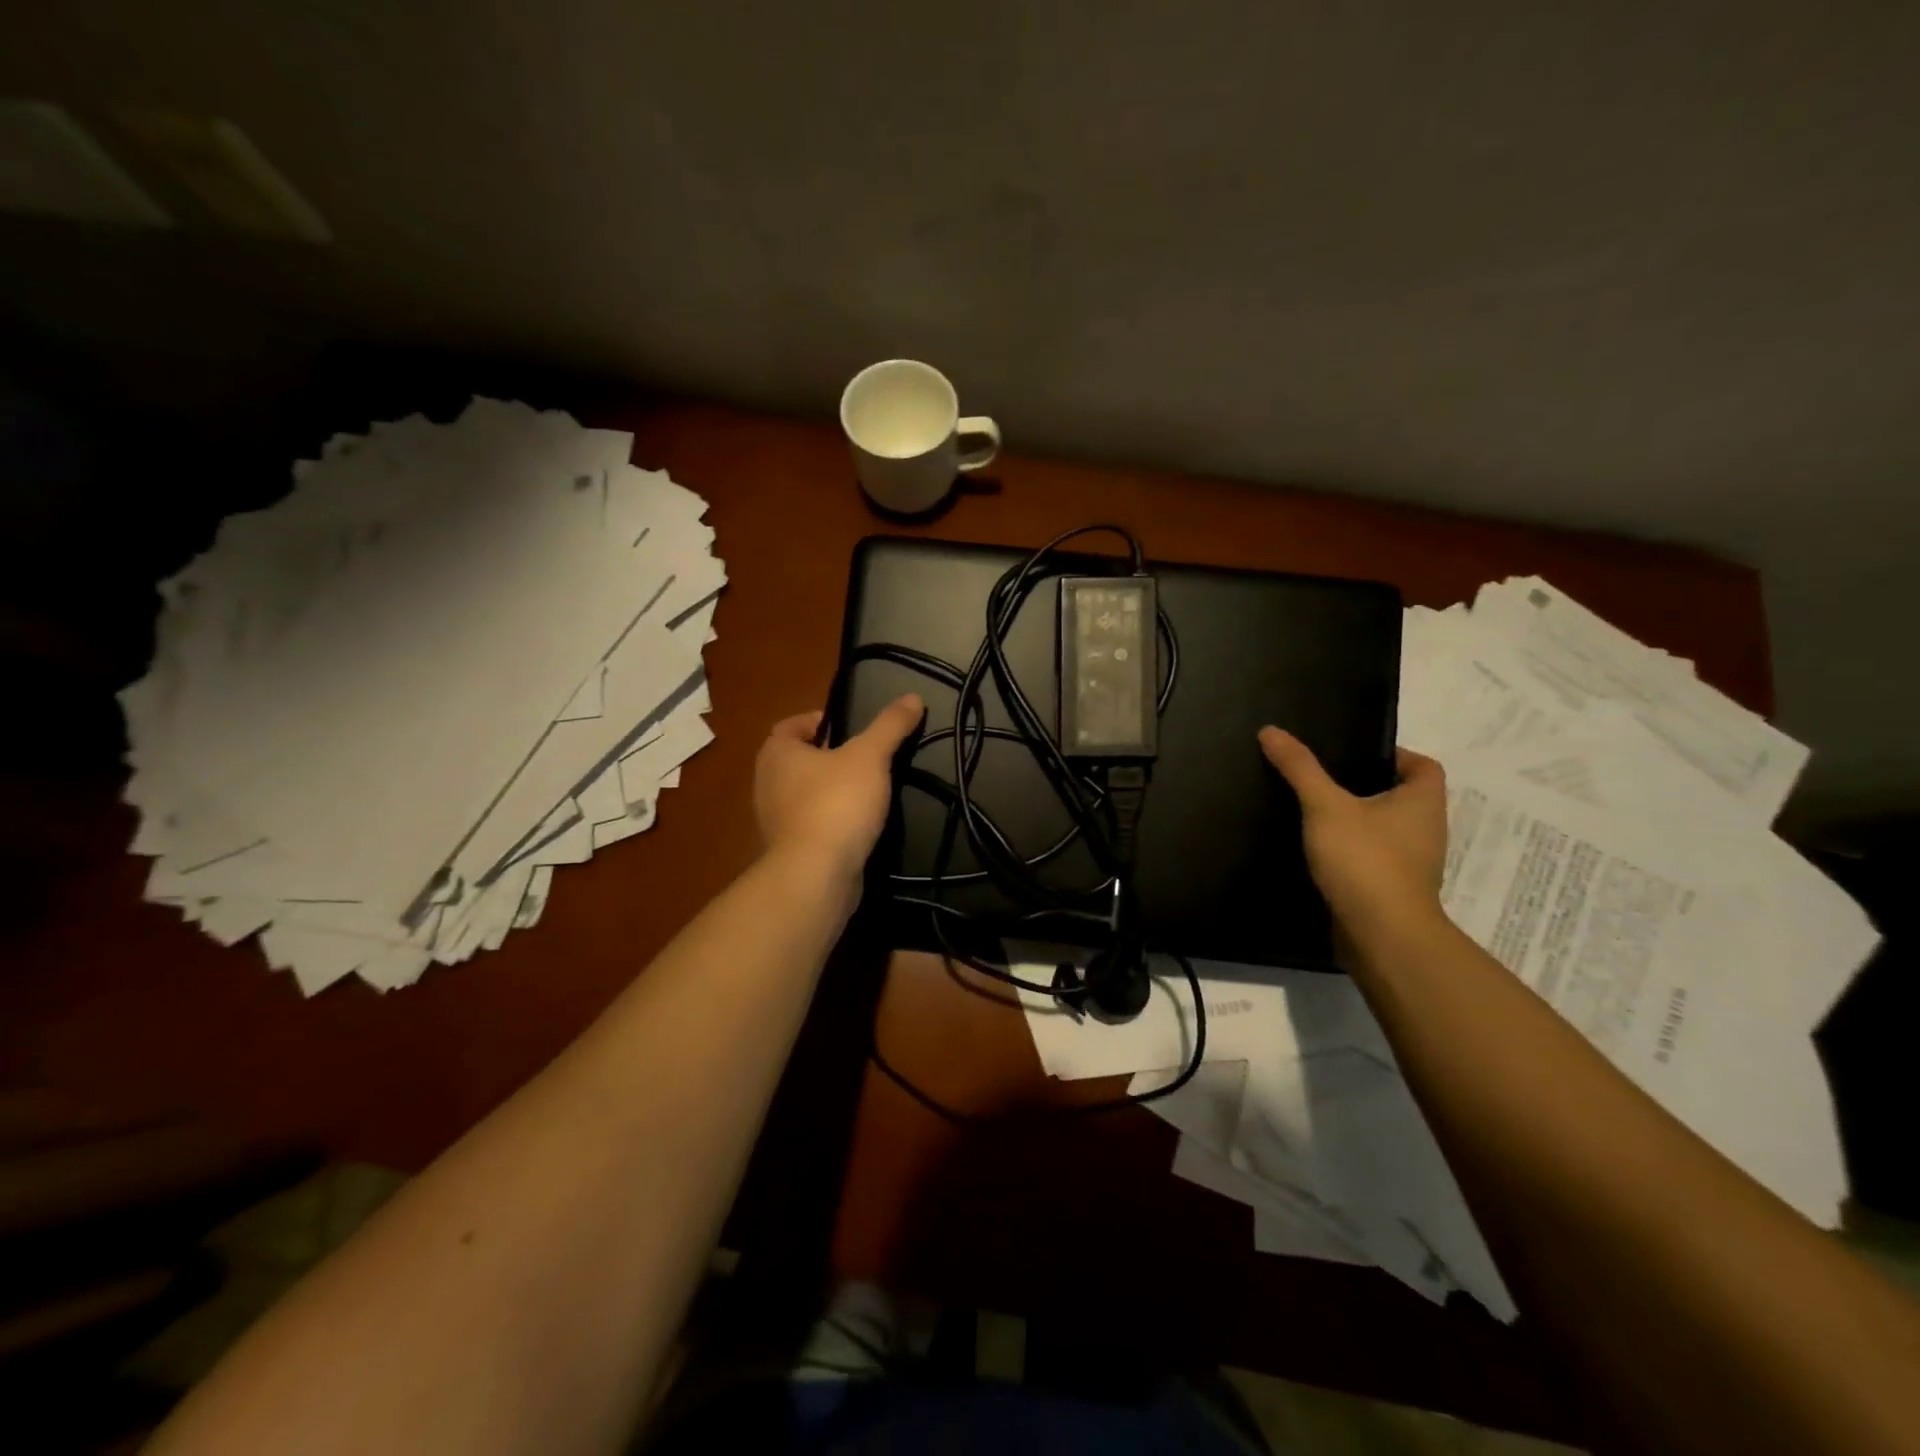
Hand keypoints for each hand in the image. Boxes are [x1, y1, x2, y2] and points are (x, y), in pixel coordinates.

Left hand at [754, 694, 924, 883]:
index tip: (850, 727)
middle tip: (865, 756)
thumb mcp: (870, 756)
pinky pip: (812, 823)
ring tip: (867, 789)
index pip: (791, 725)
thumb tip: (913, 696)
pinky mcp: (790, 849)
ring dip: (831, 789)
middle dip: (828, 756)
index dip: (818, 720)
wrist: (817, 874)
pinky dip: (831, 819)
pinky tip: (859, 823)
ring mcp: (775, 820)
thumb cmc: (837, 803)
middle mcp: (767, 783)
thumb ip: (890, 725)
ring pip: (805, 793)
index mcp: (776, 753)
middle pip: (798, 759)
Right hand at [1258, 727, 1448, 949]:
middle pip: (1402, 797)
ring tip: (1314, 812)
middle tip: (1323, 779)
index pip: (1423, 766)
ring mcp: (1412, 864)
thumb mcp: (1325, 805)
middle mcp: (1426, 830)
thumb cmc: (1365, 859)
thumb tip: (1271, 730)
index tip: (1353, 755)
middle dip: (1367, 787)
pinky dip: (1352, 852)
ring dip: (1358, 822)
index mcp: (1422, 803)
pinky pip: (1373, 859)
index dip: (1395, 755)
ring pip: (1386, 830)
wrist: (1381, 934)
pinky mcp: (1392, 890)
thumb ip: (1300, 768)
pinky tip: (1318, 851)